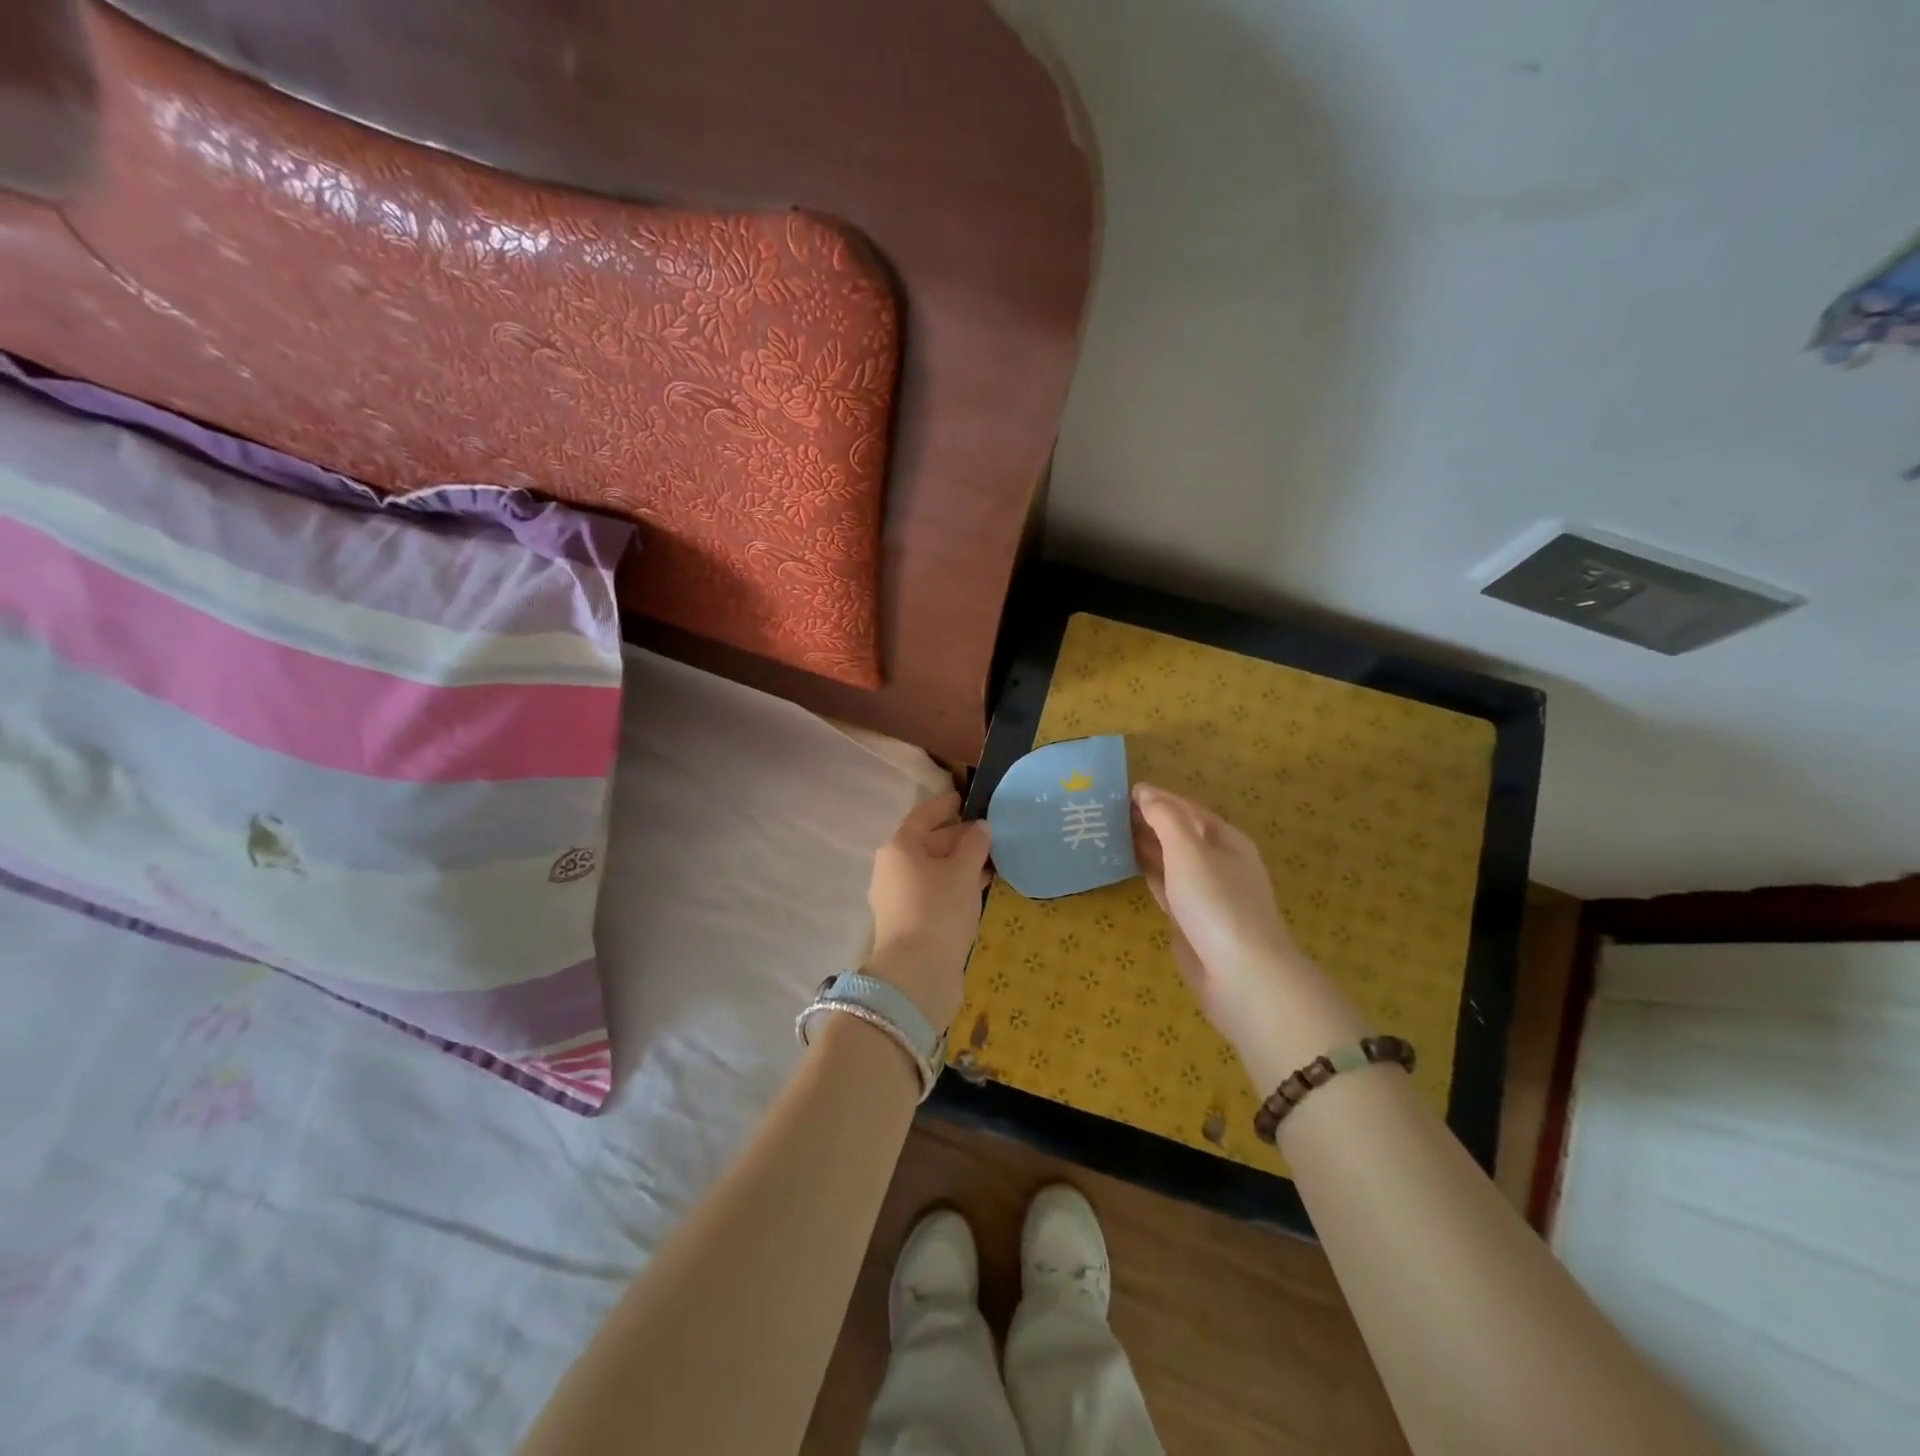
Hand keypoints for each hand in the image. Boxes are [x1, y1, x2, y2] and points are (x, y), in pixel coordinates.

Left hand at [865, 793, 992, 1027]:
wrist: (917, 973)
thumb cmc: (938, 909)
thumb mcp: (963, 871)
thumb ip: (974, 844)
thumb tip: (981, 827)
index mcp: (899, 847)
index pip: (924, 815)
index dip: (946, 805)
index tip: (966, 799)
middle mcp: (893, 868)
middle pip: (928, 843)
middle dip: (958, 837)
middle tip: (991, 834)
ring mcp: (899, 897)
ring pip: (933, 870)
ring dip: (960, 863)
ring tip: (992, 859)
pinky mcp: (910, 921)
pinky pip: (935, 891)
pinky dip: (955, 885)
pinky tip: (979, 887)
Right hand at [1131, 783, 1360, 1068]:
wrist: (1240, 975)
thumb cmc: (1216, 902)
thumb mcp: (1189, 849)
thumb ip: (1165, 817)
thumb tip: (1145, 792)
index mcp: (1227, 840)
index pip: (1187, 809)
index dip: (1156, 798)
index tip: (1120, 792)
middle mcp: (1220, 863)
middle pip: (1180, 834)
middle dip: (1148, 822)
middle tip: (1106, 813)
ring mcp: (1207, 894)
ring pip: (1171, 861)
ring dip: (1145, 847)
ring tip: (1109, 835)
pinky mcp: (1192, 921)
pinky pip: (1166, 887)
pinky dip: (1147, 873)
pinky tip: (1128, 867)